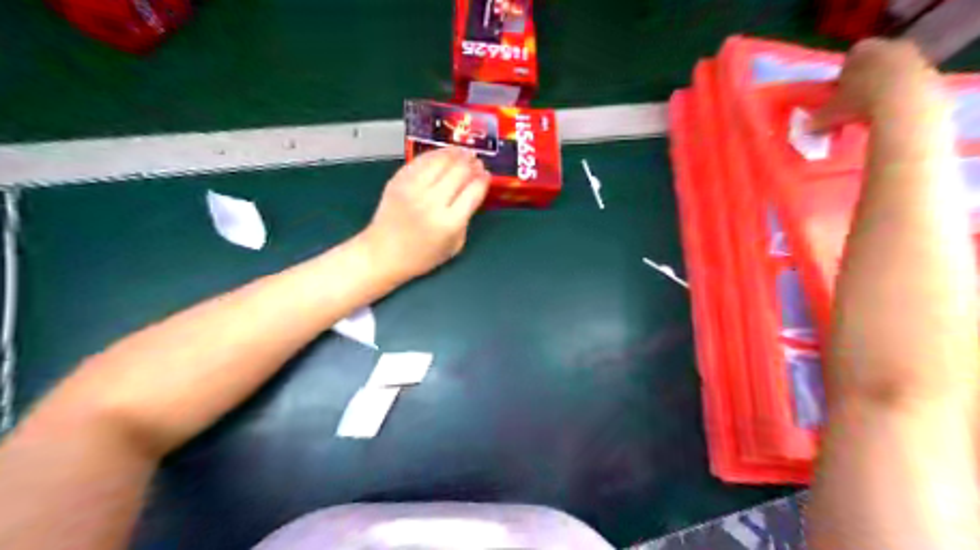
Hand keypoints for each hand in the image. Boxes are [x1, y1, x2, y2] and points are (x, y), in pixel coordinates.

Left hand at [358, 146, 487, 280]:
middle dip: (472, 164)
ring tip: (464, 153)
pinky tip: (445, 154)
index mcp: (449, 223)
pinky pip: (421, 161)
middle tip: (477, 161)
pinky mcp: (398, 181)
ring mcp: (413, 189)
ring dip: (456, 154)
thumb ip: (466, 219)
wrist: (382, 254)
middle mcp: (432, 202)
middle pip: (459, 172)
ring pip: (440, 161)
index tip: (487, 175)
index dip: (483, 179)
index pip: (473, 192)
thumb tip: (474, 191)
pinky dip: (436, 154)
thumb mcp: (454, 246)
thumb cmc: (422, 256)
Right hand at [812, 36, 939, 130]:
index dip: (842, 77)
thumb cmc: (860, 102)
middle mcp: (889, 47)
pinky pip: (909, 86)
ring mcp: (914, 58)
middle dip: (864, 82)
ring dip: (882, 91)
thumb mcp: (831, 113)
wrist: (906, 105)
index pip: (849, 59)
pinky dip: (900, 99)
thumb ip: (818, 118)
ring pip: (891, 75)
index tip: (837, 95)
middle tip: (853, 104)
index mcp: (862, 50)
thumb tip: (806, 128)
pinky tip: (890, 116)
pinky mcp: (931, 74)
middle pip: (873, 64)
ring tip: (870, 114)